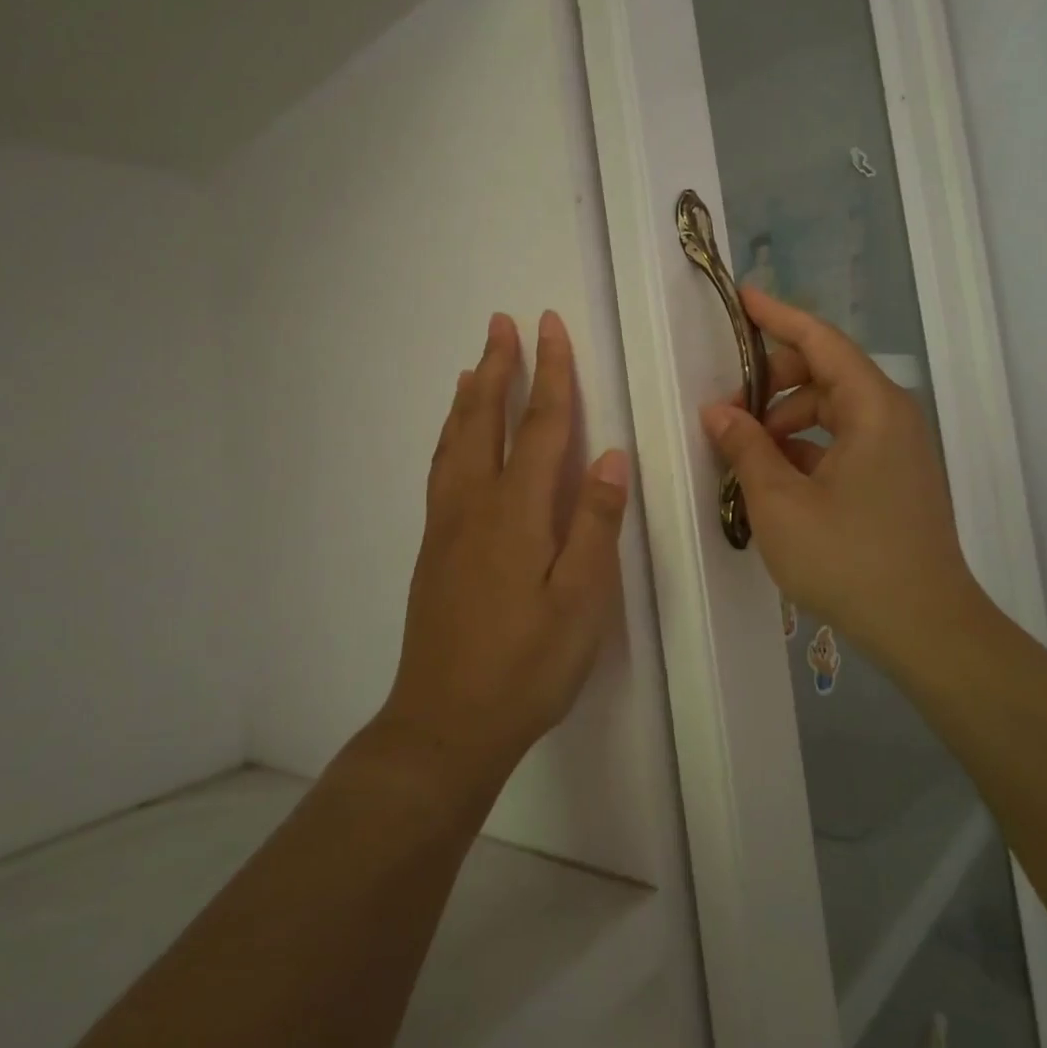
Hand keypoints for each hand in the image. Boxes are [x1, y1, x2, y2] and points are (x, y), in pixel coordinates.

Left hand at [382, 311, 629, 783]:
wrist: (446, 724)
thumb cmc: (527, 664)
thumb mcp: (582, 601)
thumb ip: (596, 524)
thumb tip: (612, 456)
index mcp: (517, 512)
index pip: (541, 426)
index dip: (550, 373)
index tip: (549, 327)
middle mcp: (475, 504)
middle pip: (486, 420)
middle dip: (498, 367)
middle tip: (501, 323)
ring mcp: (447, 525)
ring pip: (455, 441)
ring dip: (469, 396)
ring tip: (476, 365)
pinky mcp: (434, 548)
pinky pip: (441, 470)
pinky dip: (449, 436)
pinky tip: (454, 439)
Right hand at [700, 289, 977, 661]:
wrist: (926, 628)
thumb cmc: (849, 559)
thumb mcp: (780, 502)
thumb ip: (746, 447)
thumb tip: (718, 412)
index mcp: (872, 407)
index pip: (820, 340)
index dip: (778, 316)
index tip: (741, 298)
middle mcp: (892, 416)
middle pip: (825, 374)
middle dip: (772, 383)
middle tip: (728, 412)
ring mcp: (898, 449)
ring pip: (833, 411)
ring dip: (786, 420)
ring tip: (746, 453)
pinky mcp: (896, 478)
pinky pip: (845, 442)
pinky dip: (807, 447)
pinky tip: (776, 478)